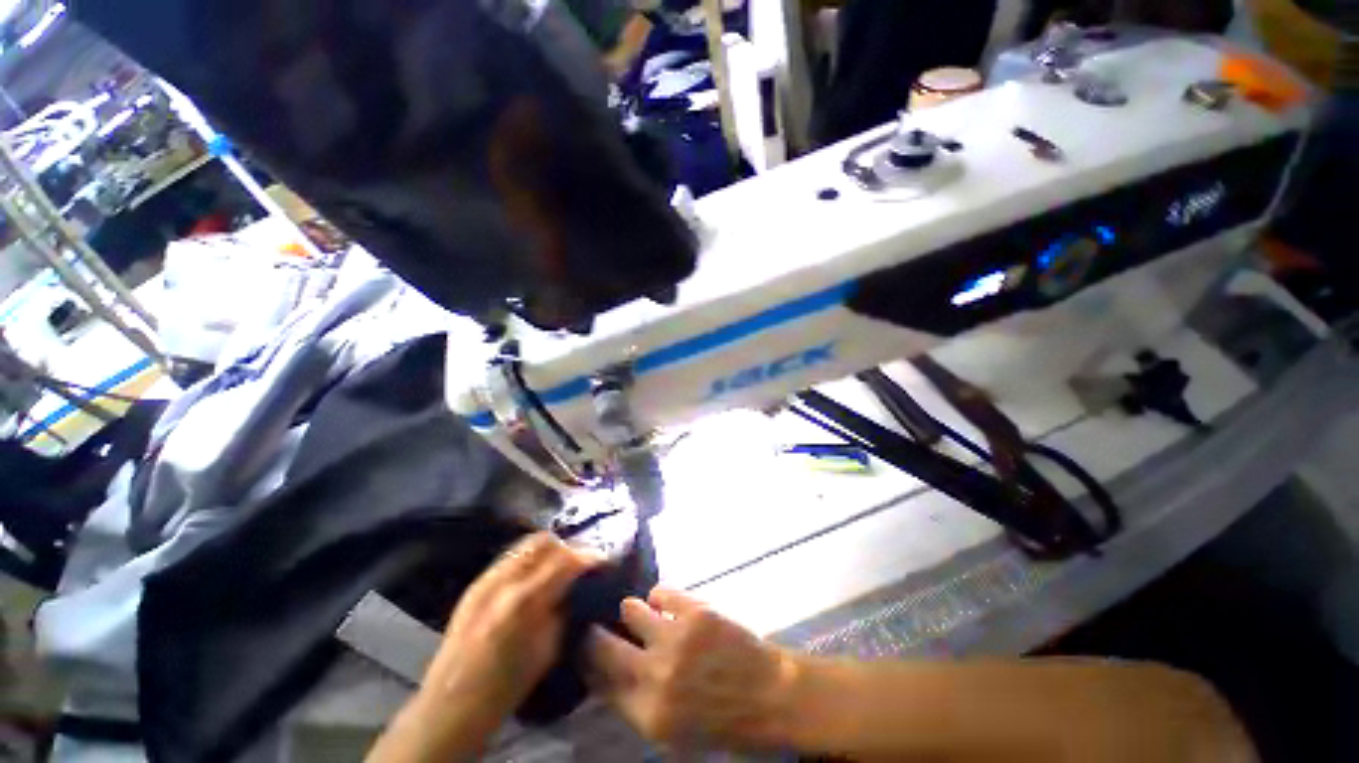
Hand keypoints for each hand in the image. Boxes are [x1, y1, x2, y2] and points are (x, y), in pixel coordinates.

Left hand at [412, 533, 601, 745]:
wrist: (450, 705)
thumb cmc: (505, 687)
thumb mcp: (547, 650)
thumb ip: (562, 610)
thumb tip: (575, 587)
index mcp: (525, 601)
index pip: (566, 559)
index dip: (589, 556)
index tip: (602, 561)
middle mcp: (504, 580)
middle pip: (545, 541)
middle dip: (568, 547)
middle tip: (580, 561)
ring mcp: (486, 579)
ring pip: (526, 543)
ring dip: (549, 549)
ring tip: (560, 565)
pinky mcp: (475, 583)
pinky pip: (510, 556)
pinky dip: (530, 558)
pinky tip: (535, 574)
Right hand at [585, 587, 798, 749]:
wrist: (770, 696)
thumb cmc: (720, 718)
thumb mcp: (671, 731)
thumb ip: (635, 704)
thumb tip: (603, 673)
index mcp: (648, 714)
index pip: (599, 682)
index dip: (588, 662)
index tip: (584, 648)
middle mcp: (656, 676)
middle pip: (604, 645)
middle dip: (595, 633)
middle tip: (596, 623)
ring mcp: (676, 640)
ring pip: (630, 608)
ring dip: (632, 610)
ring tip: (640, 613)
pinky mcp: (696, 612)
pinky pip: (659, 592)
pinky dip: (659, 597)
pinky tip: (666, 605)